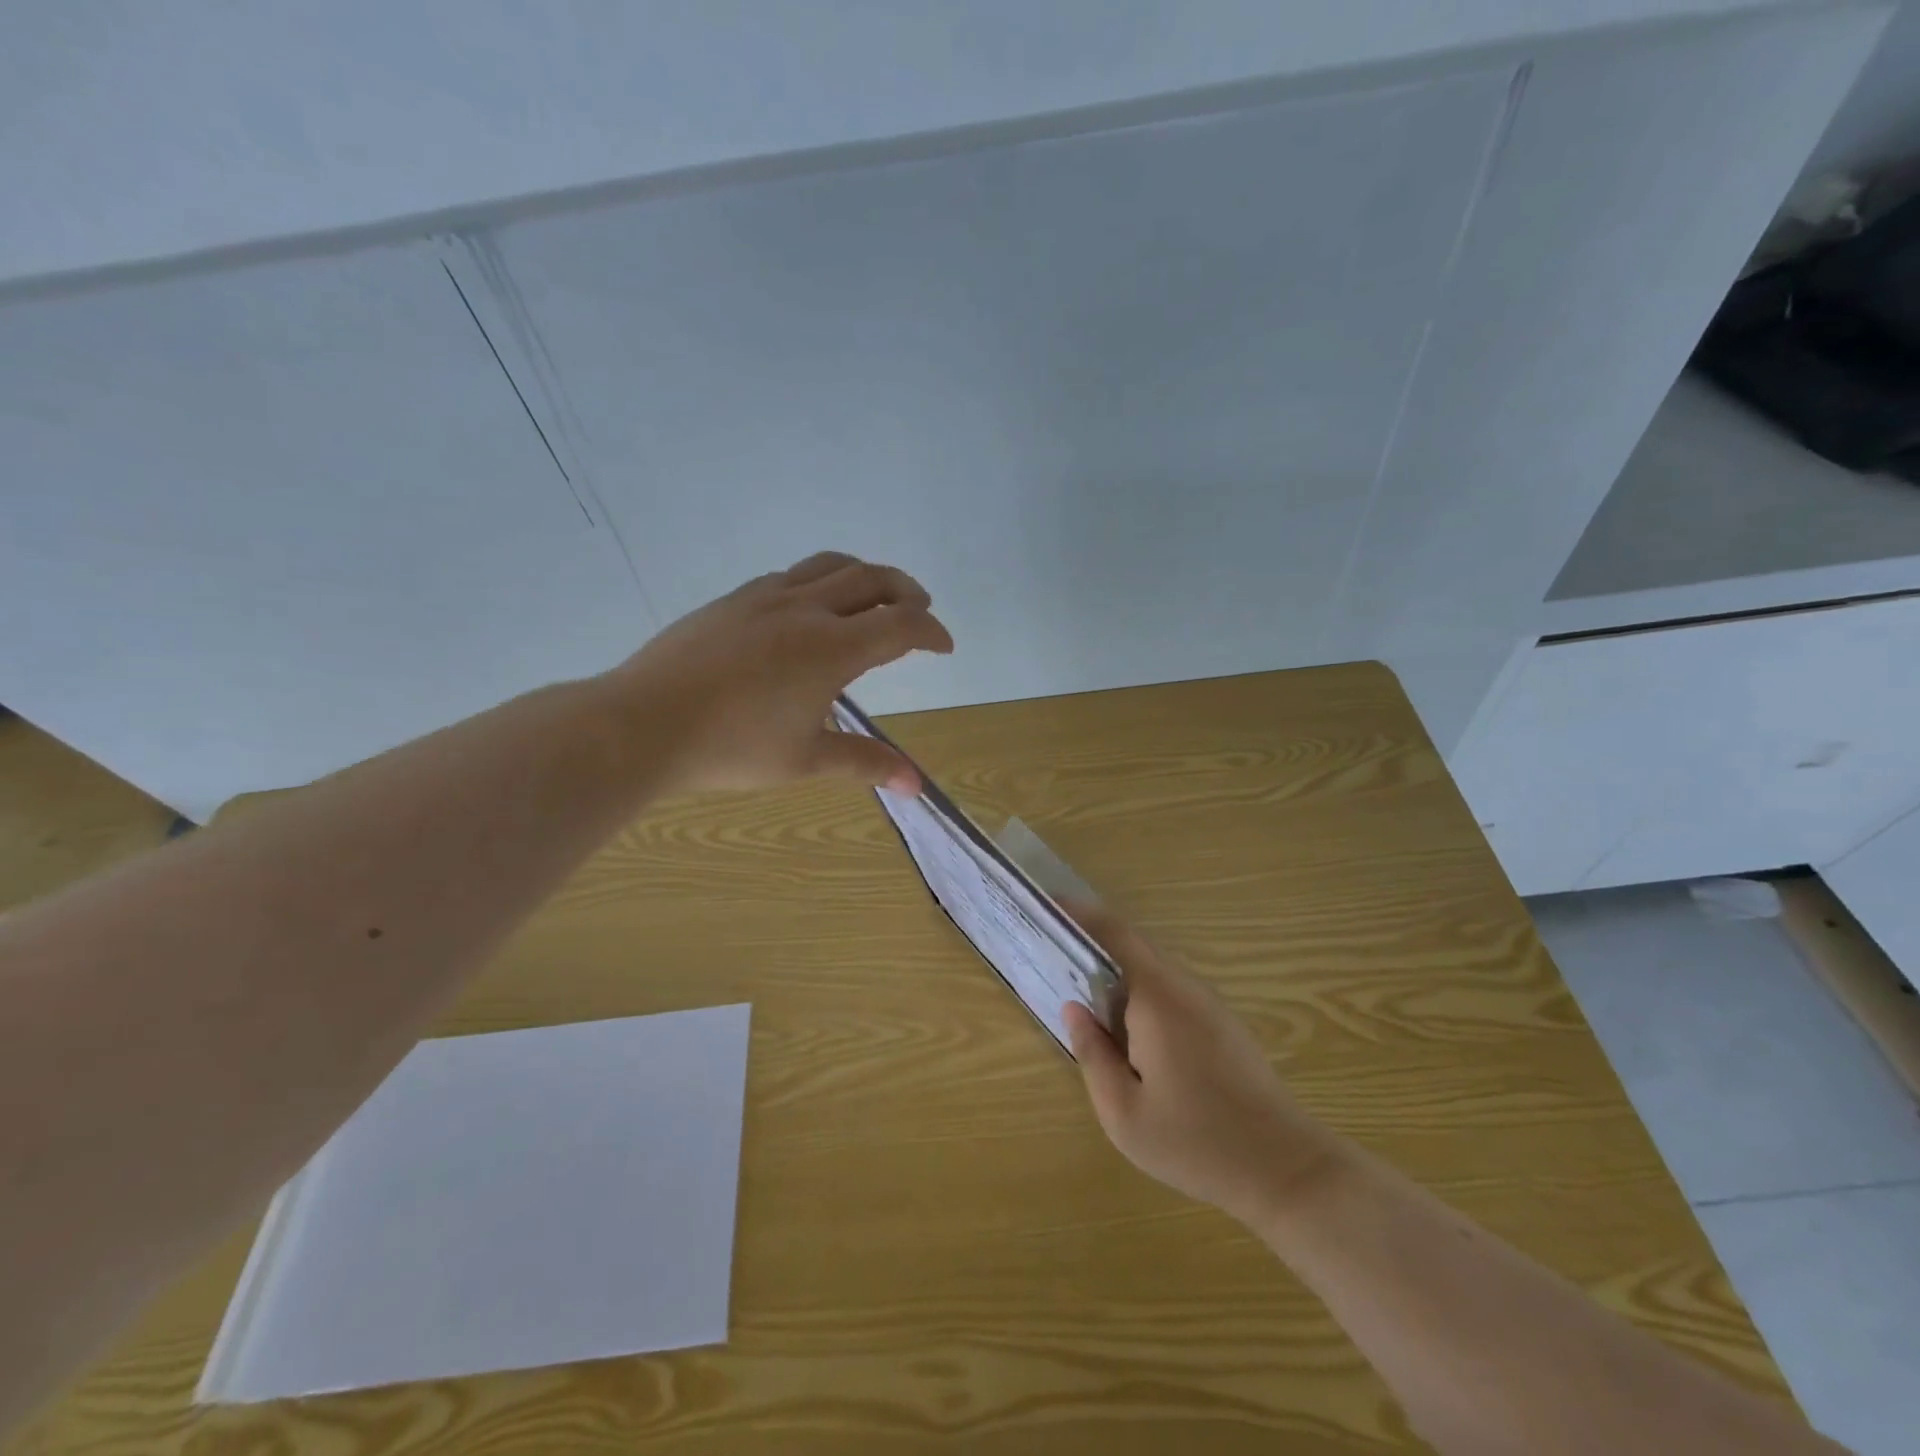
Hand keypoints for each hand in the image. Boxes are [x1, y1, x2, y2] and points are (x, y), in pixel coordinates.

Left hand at [609, 551, 952, 794]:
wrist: (643, 723)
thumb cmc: (731, 748)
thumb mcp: (806, 760)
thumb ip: (865, 763)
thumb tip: (915, 786)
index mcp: (832, 648)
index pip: (901, 626)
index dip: (931, 632)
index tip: (944, 647)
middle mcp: (806, 609)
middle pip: (872, 579)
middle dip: (906, 591)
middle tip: (920, 610)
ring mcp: (765, 597)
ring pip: (830, 566)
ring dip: (865, 576)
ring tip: (874, 596)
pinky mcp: (733, 599)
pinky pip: (792, 575)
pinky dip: (820, 582)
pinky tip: (810, 608)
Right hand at [1064, 907, 1345, 1226]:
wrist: (1284, 1167)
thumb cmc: (1196, 1141)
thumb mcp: (1124, 1112)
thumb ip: (1093, 1054)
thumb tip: (1073, 1009)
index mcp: (1157, 997)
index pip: (1116, 934)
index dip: (1081, 914)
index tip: (1051, 906)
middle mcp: (1184, 987)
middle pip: (1135, 947)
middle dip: (1095, 943)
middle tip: (1058, 956)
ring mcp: (1209, 1004)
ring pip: (1155, 970)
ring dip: (1120, 972)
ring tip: (1086, 995)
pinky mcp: (1223, 1024)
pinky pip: (1172, 991)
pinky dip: (1141, 993)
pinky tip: (1129, 1030)